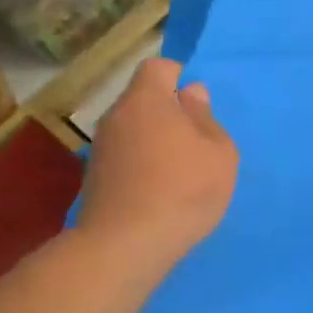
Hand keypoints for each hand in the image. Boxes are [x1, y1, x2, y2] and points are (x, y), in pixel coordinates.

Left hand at [78, 58, 237, 273]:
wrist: (125, 245)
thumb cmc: (183, 190)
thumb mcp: (218, 153)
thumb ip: (206, 118)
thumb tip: (191, 94)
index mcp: (146, 99)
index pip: (157, 67)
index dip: (178, 76)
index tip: (196, 103)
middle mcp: (116, 116)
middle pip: (142, 99)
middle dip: (167, 112)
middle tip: (195, 141)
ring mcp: (100, 147)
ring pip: (132, 129)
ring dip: (153, 140)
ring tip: (179, 171)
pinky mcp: (93, 177)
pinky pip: (124, 156)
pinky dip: (140, 164)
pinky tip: (158, 191)